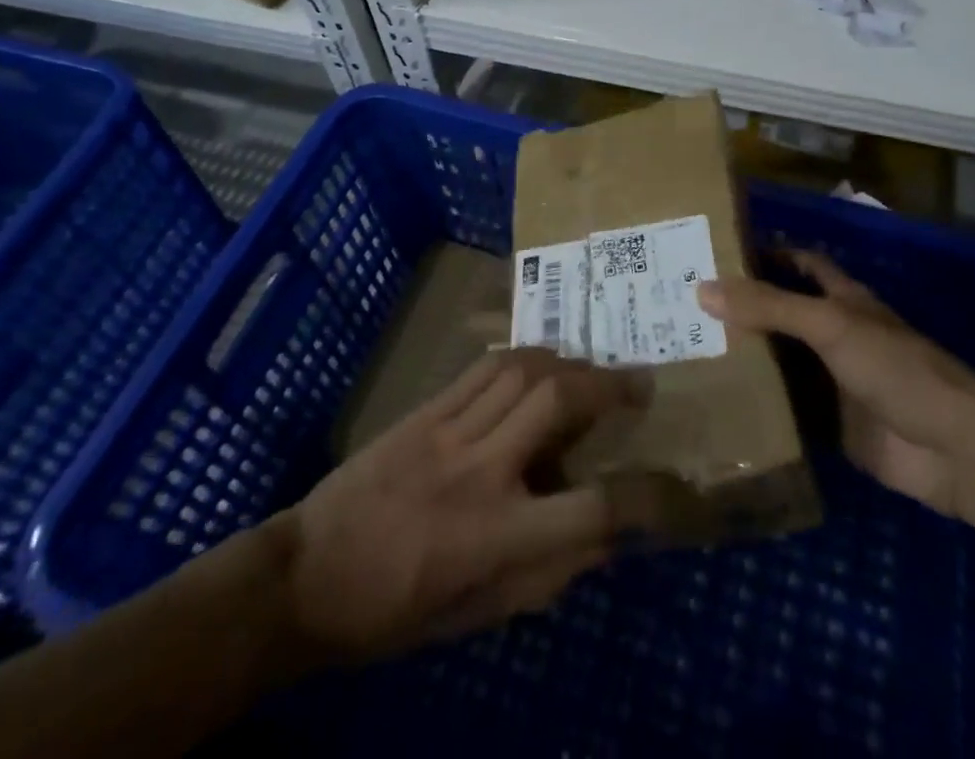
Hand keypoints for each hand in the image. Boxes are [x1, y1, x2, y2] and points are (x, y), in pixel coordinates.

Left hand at [255, 348, 649, 671]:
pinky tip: (540, 361)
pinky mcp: (425, 410)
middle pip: (559, 402)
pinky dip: (523, 358)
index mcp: (495, 537)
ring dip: (569, 362)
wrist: (308, 575)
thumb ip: (544, 574)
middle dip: (608, 386)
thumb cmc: (394, 611)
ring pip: (524, 372)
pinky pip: (485, 369)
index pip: (588, 509)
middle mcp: (480, 471)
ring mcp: (449, 431)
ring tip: (592, 368)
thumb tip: (603, 538)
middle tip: (637, 384)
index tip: (666, 483)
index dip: (639, 498)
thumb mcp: (475, 616)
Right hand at [697, 250, 974, 516]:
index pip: (800, 264)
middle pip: (782, 315)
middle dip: (742, 311)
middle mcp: (834, 336)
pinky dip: (757, 408)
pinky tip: (717, 405)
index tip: (717, 252)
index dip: (766, 254)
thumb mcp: (830, 325)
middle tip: (684, 306)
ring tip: (687, 352)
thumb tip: (702, 288)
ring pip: (781, 364)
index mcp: (842, 301)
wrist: (952, 449)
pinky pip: (786, 413)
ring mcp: (832, 383)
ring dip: (745, 359)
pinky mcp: (830, 427)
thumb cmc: (895, 368)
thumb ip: (770, 306)